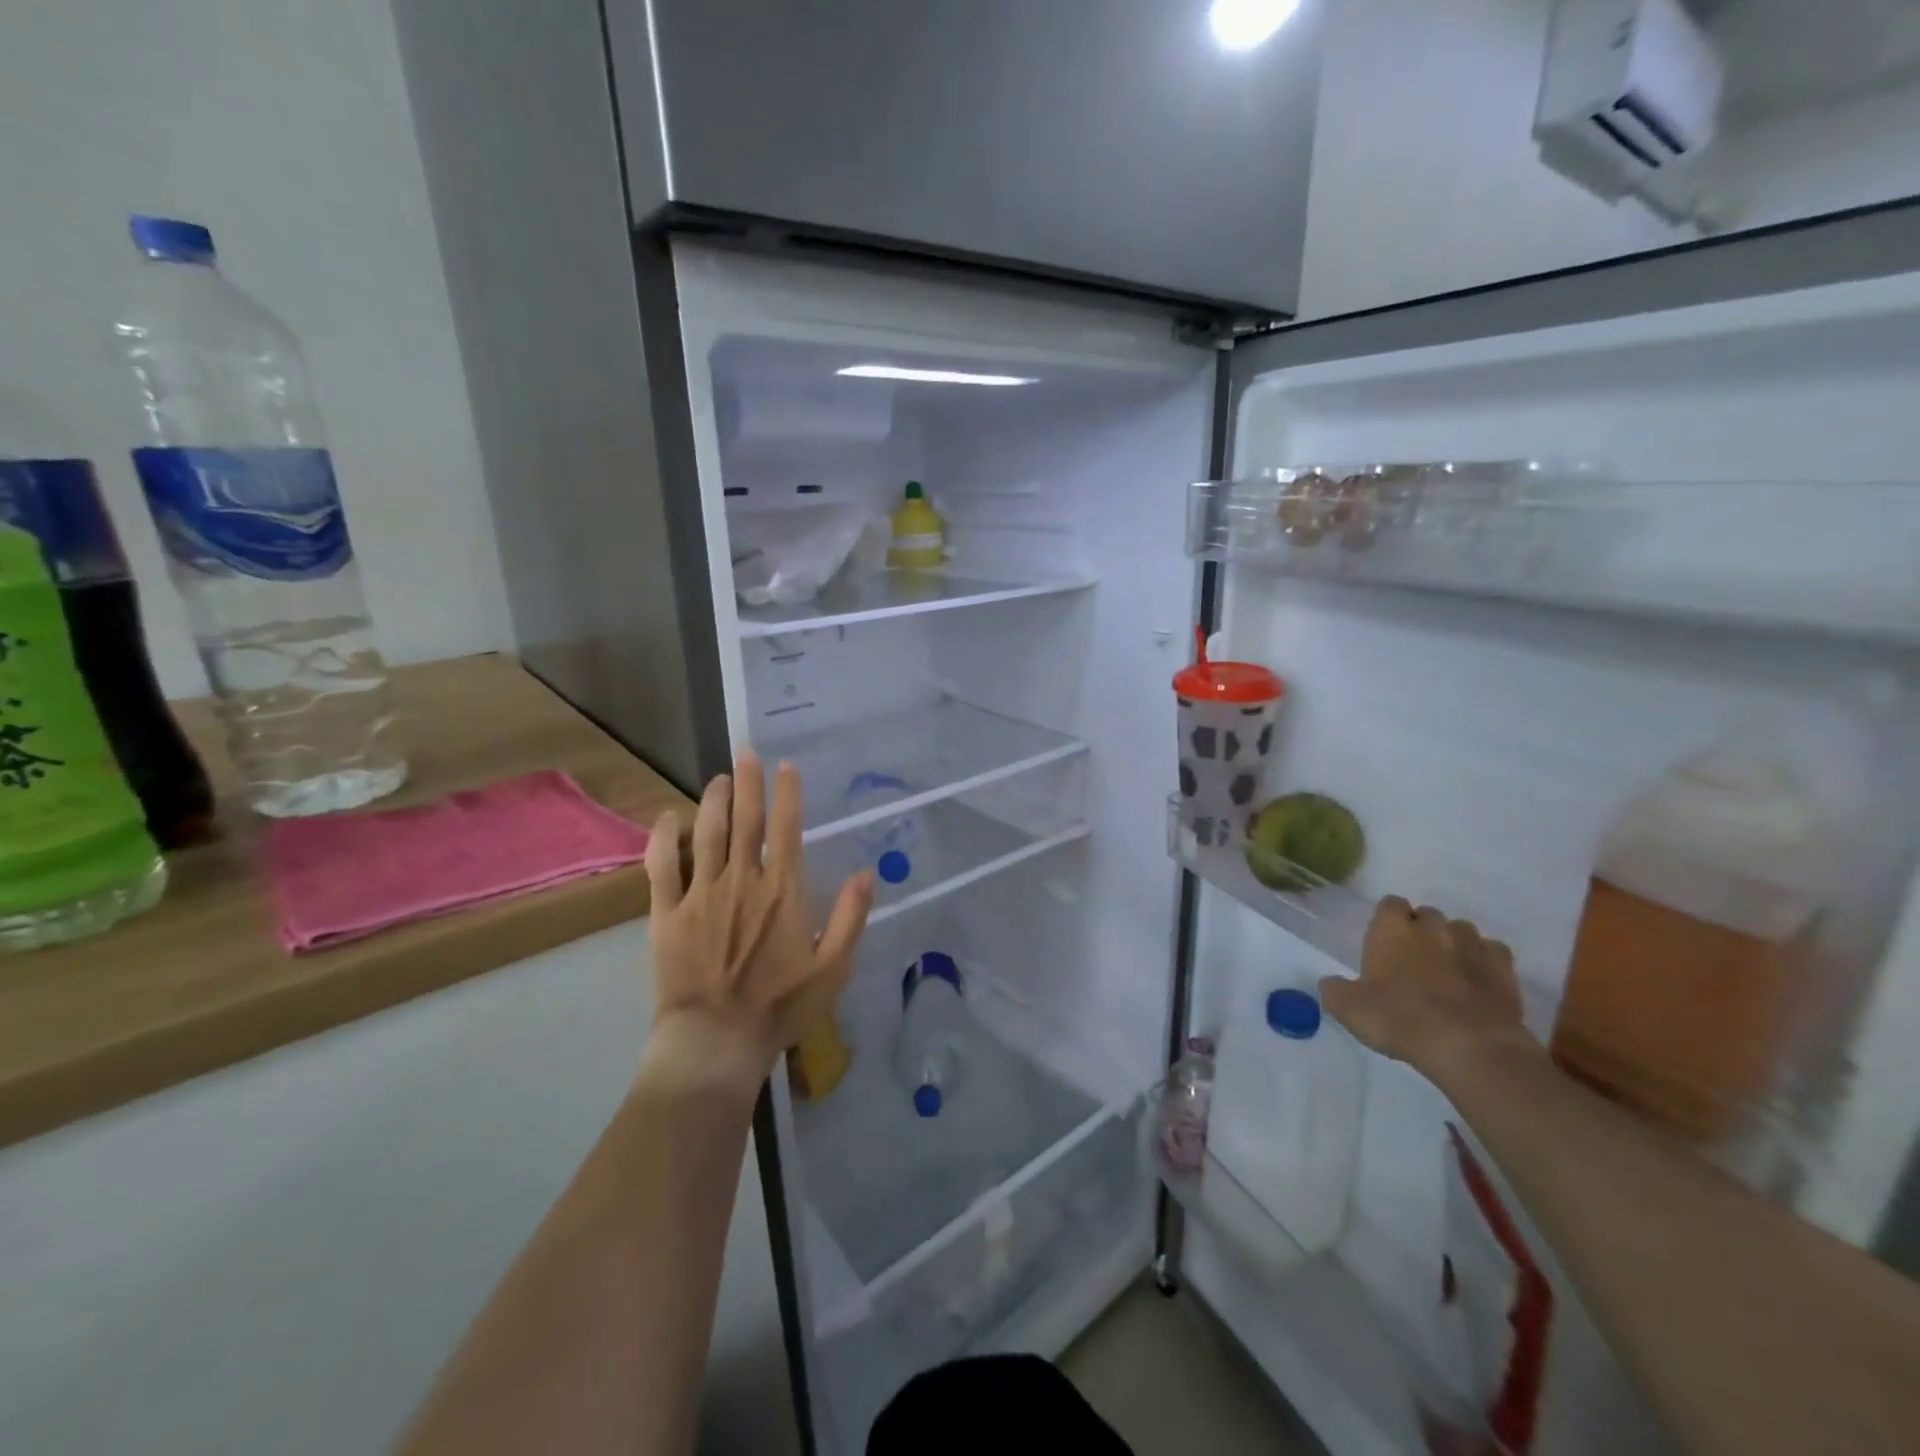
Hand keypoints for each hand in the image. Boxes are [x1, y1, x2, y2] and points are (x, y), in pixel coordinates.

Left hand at [642, 749, 873, 1097]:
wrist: (715, 1041)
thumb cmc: (780, 1007)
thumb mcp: (832, 968)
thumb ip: (851, 917)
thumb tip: (867, 872)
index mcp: (782, 891)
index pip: (786, 830)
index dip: (787, 795)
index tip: (785, 767)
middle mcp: (742, 881)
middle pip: (746, 822)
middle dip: (749, 784)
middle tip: (746, 753)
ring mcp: (700, 894)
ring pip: (706, 834)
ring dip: (714, 802)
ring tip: (718, 778)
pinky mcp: (667, 913)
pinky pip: (661, 867)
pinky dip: (663, 838)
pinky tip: (667, 817)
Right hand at [1320, 897, 1531, 1077]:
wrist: (1469, 1046)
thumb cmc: (1399, 1018)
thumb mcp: (1348, 1009)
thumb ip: (1334, 990)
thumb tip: (1331, 983)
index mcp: (1391, 929)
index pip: (1389, 903)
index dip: (1387, 920)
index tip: (1384, 941)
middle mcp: (1432, 928)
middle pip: (1426, 915)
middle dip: (1421, 930)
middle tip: (1412, 960)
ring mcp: (1472, 945)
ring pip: (1461, 930)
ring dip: (1453, 943)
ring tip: (1447, 971)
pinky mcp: (1504, 969)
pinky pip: (1492, 952)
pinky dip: (1485, 961)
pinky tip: (1478, 981)